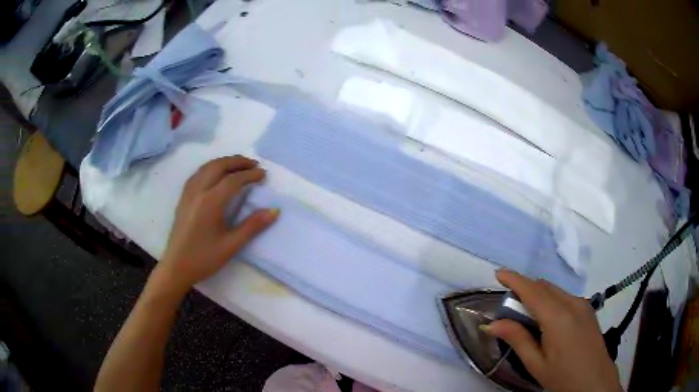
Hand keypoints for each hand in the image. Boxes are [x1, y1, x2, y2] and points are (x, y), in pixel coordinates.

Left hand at [156, 155, 278, 291]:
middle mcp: (198, 191)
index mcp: (210, 202)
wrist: (176, 267)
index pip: (233, 180)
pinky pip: (197, 174)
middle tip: (253, 164)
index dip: (250, 175)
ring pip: (206, 167)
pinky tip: (216, 175)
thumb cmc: (204, 258)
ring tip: (238, 166)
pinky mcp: (183, 198)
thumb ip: (252, 226)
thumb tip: (274, 211)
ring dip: (224, 162)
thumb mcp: (231, 245)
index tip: (263, 174)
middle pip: (218, 166)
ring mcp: (188, 193)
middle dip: (237, 161)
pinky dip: (211, 168)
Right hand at [484, 270, 621, 391]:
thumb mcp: (536, 363)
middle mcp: (572, 303)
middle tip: (508, 308)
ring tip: (526, 316)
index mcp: (558, 317)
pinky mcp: (587, 309)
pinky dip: (550, 300)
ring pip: (554, 290)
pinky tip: (546, 320)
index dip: (515, 279)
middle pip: (544, 286)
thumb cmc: (563, 376)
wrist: (595, 381)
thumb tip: (493, 323)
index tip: (498, 273)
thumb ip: (517, 339)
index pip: (533, 290)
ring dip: (537, 295)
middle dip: (524, 289)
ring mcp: (582, 304)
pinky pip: (564, 296)